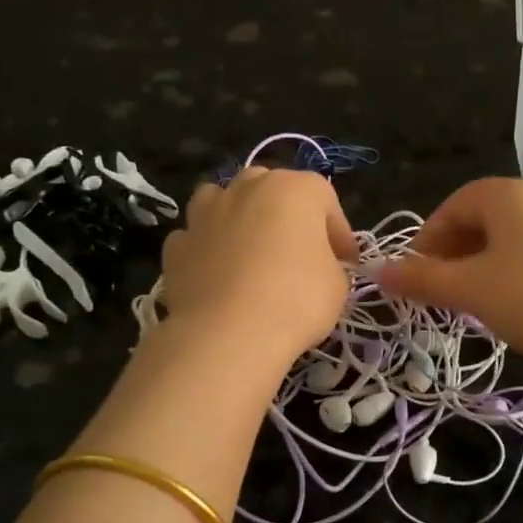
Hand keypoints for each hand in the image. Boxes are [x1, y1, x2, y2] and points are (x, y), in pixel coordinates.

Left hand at [159, 168, 354, 369]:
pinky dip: (208, 250)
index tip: (346, 262)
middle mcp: (247, 188)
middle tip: (298, 252)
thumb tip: (318, 266)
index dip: (338, 232)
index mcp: (294, 189)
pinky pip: (198, 238)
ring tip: (250, 253)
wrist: (227, 334)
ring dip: (239, 219)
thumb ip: (330, 264)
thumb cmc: (296, 301)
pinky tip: (218, 275)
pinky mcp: (177, 245)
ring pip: (225, 201)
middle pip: (271, 189)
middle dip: (286, 216)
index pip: (325, 199)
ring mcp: (206, 213)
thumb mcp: (337, 285)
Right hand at [372, 178, 522, 392]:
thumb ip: (420, 279)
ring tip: (473, 299)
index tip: (416, 274)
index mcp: (510, 194)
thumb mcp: (468, 290)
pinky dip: (514, 269)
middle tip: (441, 289)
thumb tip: (377, 271)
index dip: (429, 238)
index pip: (455, 204)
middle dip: (455, 252)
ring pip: (511, 236)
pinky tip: (513, 302)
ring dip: (483, 263)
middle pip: (484, 217)